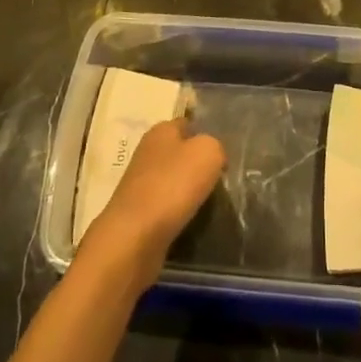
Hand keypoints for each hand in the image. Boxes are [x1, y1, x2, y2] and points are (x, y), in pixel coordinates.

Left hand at [79, 118, 225, 294]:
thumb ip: (216, 146)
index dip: (207, 134)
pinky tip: (195, 222)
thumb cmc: (173, 185)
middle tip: (224, 180)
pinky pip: (168, 207)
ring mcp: (141, 184)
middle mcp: (148, 152)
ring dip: (191, 192)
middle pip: (182, 154)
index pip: (188, 123)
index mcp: (161, 130)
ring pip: (175, 182)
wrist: (135, 238)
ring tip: (214, 204)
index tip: (226, 153)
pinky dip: (181, 214)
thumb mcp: (208, 152)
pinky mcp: (139, 214)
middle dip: (200, 166)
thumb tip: (214, 157)